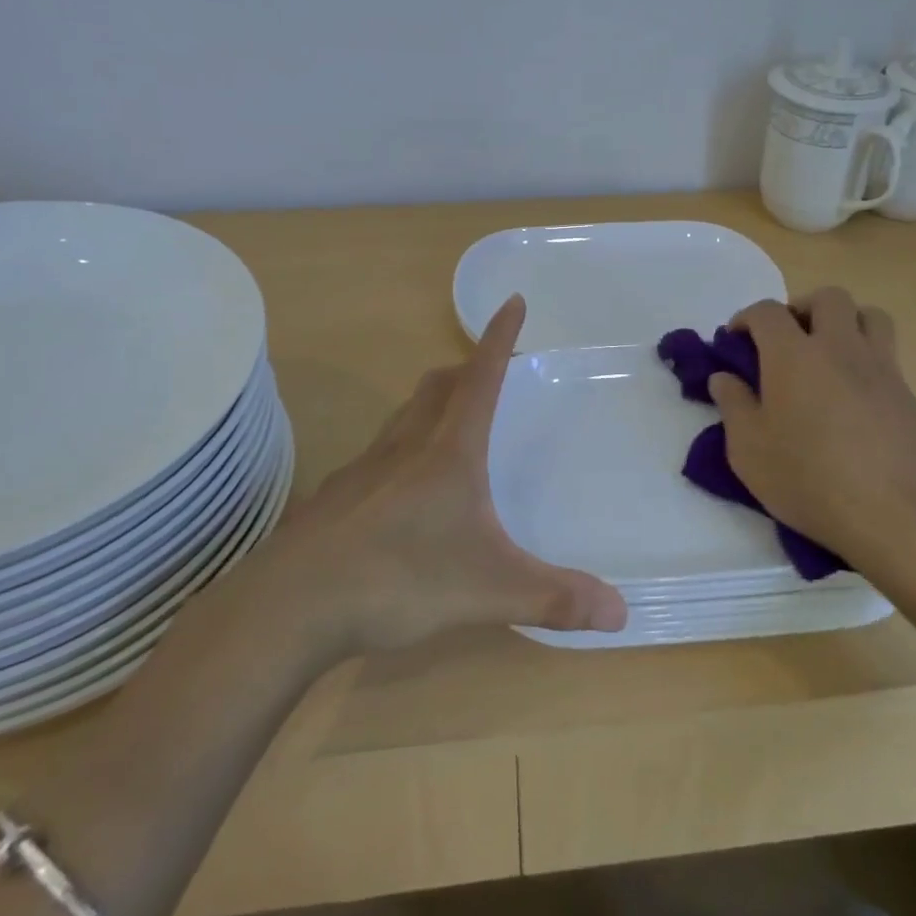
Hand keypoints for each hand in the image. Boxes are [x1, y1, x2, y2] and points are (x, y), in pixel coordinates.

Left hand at [256, 295, 627, 653]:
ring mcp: (364, 468)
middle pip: (438, 386)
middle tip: (488, 375)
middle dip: (467, 369)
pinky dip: (401, 447)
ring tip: (450, 422)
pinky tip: (402, 489)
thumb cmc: (400, 579)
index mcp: (448, 452)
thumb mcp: (490, 590)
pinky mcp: (337, 497)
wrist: (292, 604)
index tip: (513, 301)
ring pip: (404, 415)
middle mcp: (405, 446)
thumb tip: (622, 614)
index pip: (481, 378)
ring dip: (432, 403)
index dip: (500, 338)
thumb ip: (555, 598)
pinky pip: (378, 453)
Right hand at [707, 288, 915, 565]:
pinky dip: (865, 354)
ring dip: (843, 321)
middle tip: (785, 342)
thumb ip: (733, 406)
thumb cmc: (810, 480)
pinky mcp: (907, 392)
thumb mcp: (749, 451)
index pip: (767, 312)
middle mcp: (839, 347)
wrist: (898, 515)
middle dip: (800, 308)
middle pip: (826, 298)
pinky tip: (851, 393)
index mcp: (793, 355)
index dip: (746, 318)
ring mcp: (880, 366)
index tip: (735, 342)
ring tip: (826, 354)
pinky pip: (886, 351)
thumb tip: (724, 378)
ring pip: (867, 314)